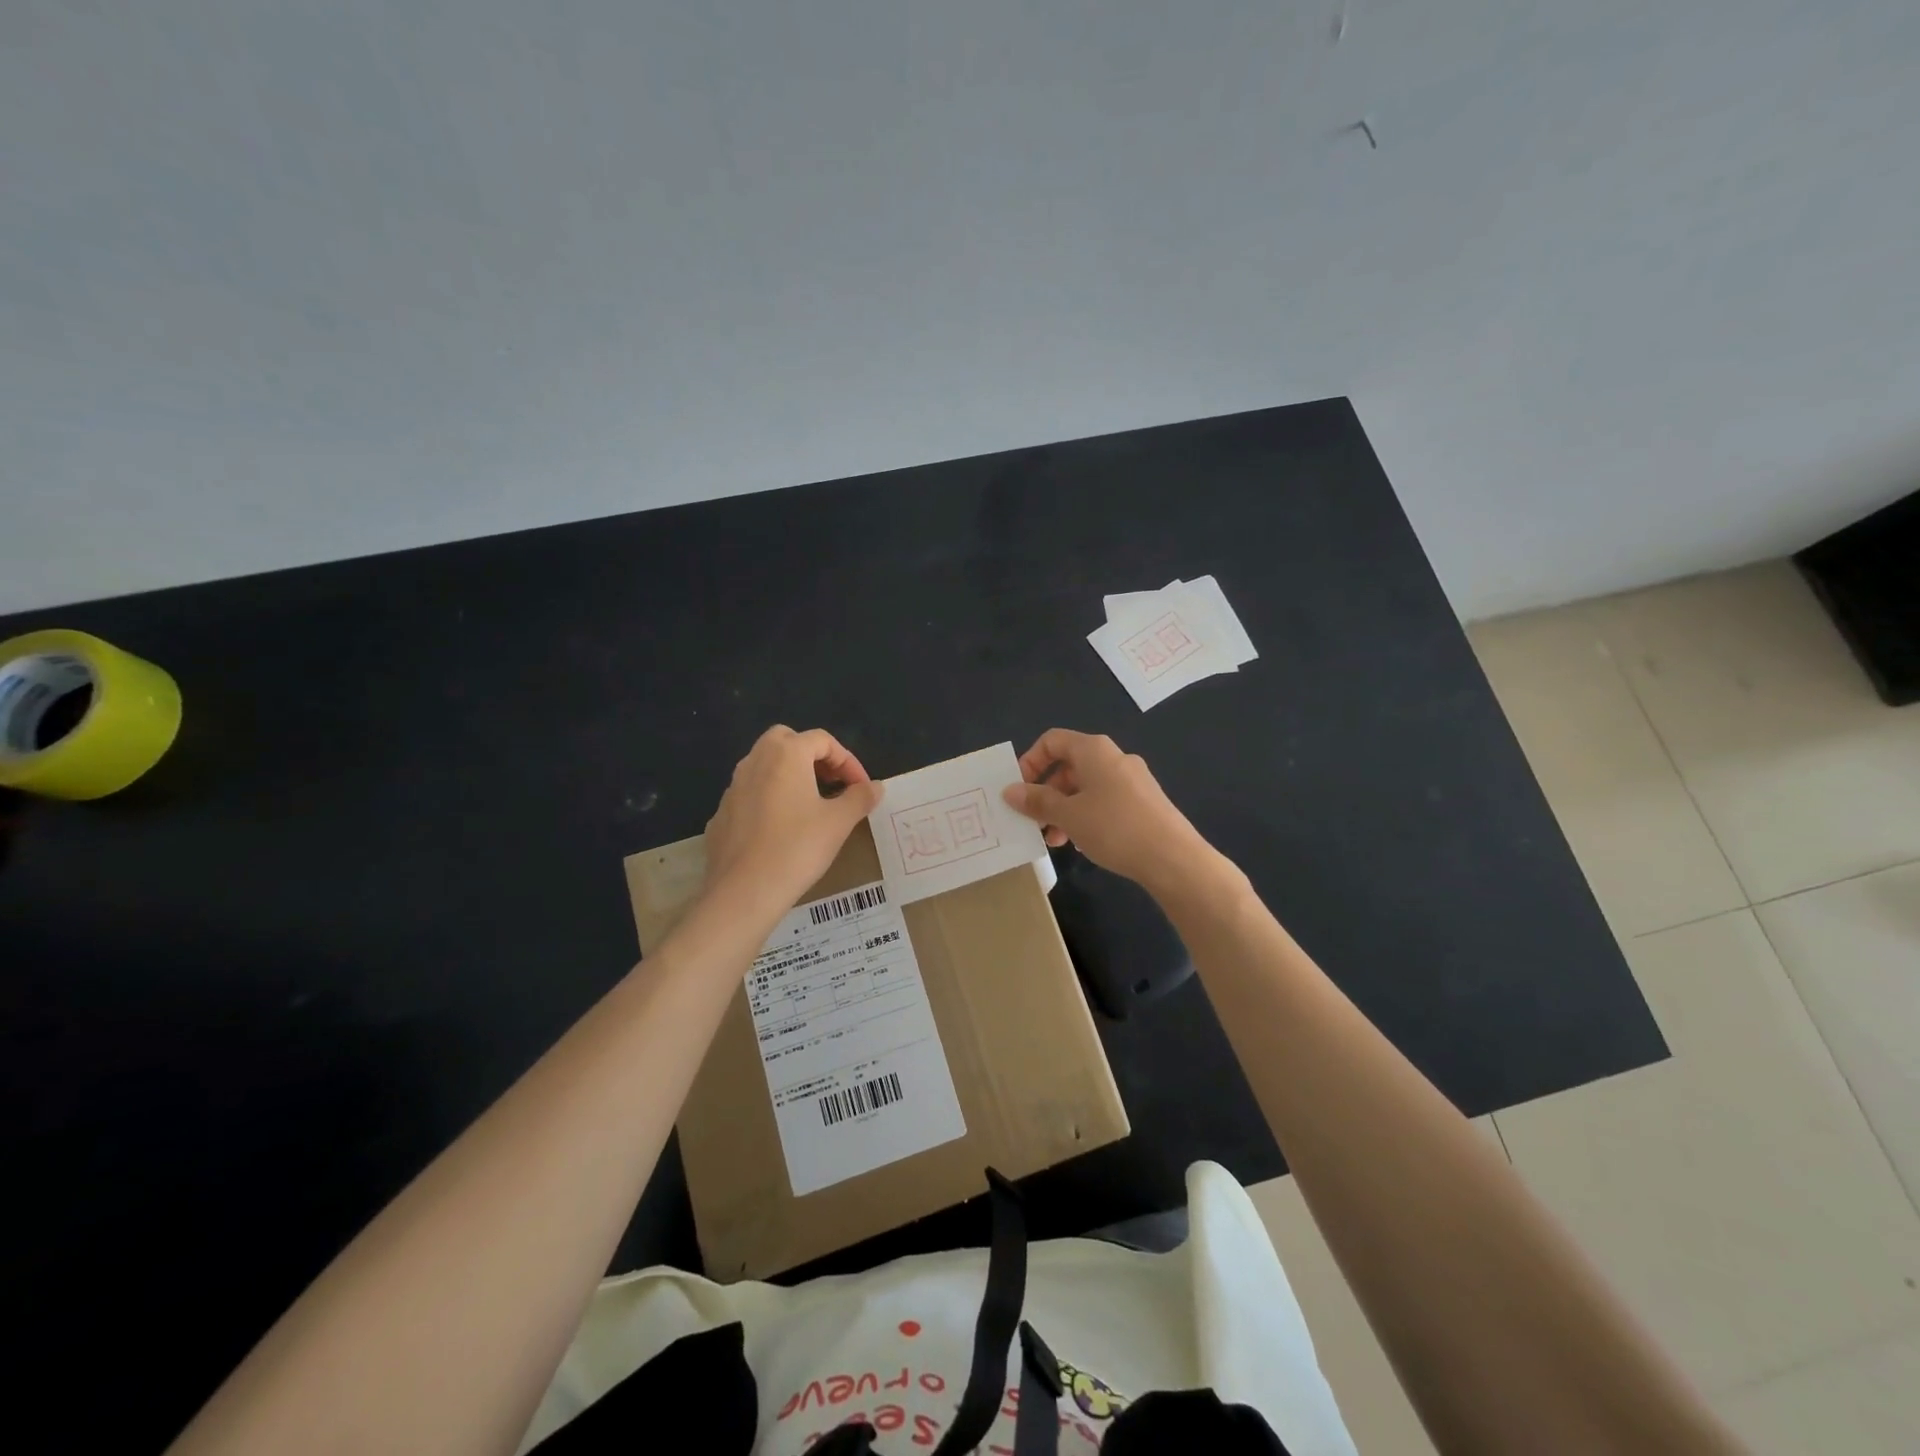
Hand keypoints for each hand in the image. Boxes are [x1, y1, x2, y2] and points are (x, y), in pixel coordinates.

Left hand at [703, 726, 881, 912]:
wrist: (743, 892)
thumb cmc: (797, 848)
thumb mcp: (839, 822)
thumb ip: (860, 798)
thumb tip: (875, 786)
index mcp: (786, 754)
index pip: (822, 740)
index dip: (848, 761)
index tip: (861, 788)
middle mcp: (755, 761)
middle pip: (787, 741)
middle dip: (813, 757)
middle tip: (832, 784)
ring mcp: (733, 787)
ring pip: (765, 767)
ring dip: (790, 777)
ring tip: (811, 806)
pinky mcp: (721, 814)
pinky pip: (751, 795)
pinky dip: (770, 800)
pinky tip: (782, 830)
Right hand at [1002, 729, 1212, 892]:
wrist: (1173, 858)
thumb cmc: (1114, 827)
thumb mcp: (1068, 815)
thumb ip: (1037, 801)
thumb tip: (1010, 790)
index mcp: (1094, 750)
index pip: (1052, 740)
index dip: (1030, 762)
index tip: (1020, 791)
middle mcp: (1114, 757)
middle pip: (1068, 765)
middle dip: (1046, 793)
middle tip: (1034, 821)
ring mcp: (1132, 780)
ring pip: (1086, 787)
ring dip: (1064, 809)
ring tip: (1054, 840)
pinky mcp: (1144, 802)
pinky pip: (1105, 801)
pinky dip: (1086, 816)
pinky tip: (1082, 843)